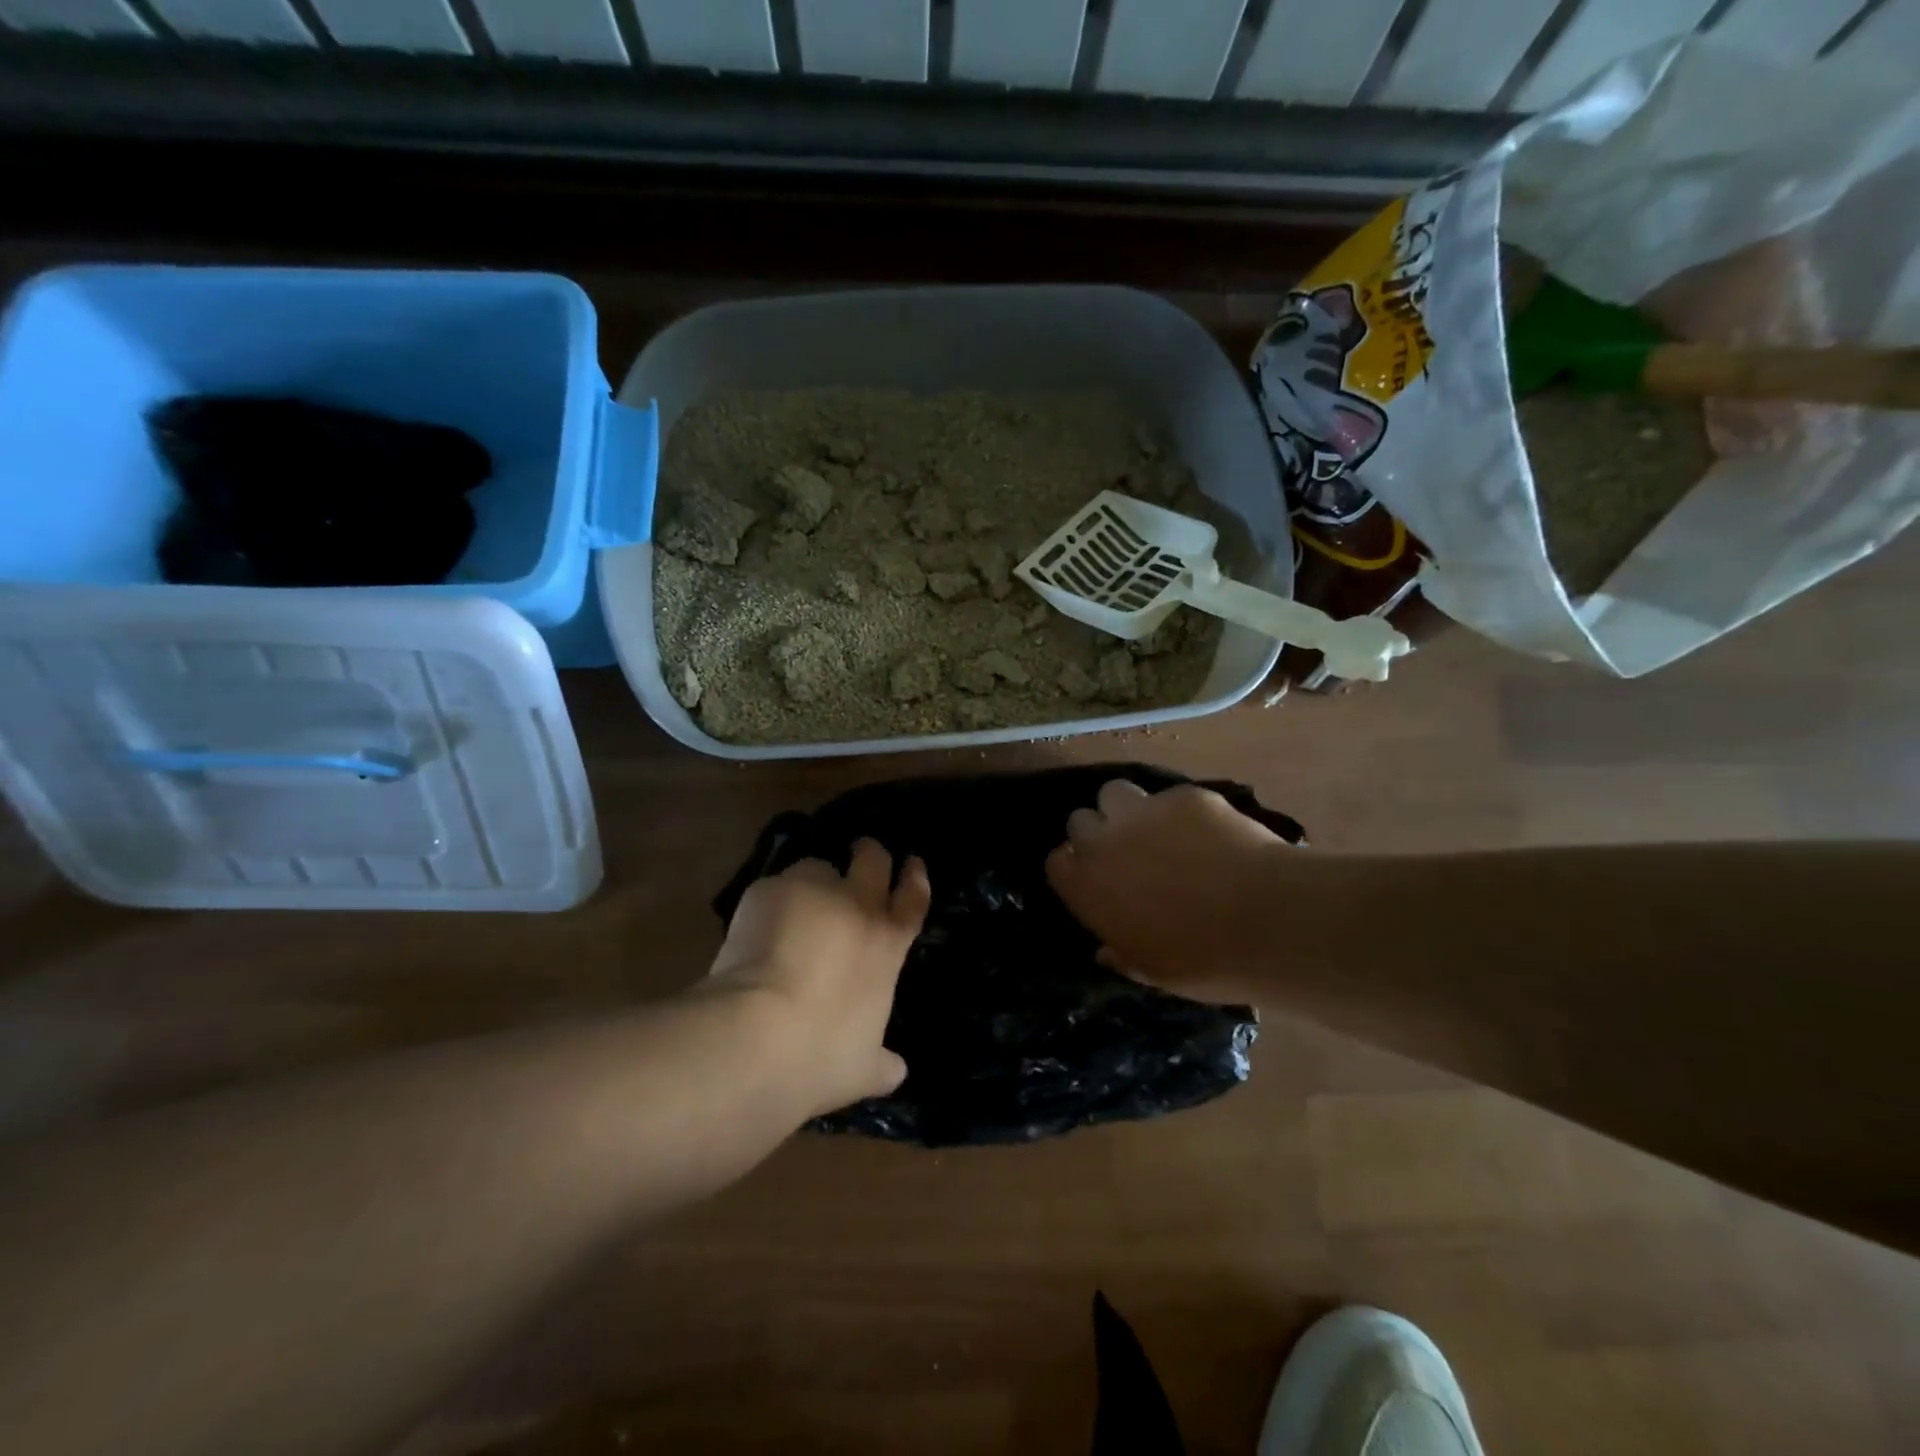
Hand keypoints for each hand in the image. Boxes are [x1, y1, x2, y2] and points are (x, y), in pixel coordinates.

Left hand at [706, 840, 930, 1117]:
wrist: (759, 1035)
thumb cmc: (822, 1055)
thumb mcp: (863, 1068)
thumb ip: (882, 1064)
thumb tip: (896, 1071)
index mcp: (887, 944)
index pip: (913, 899)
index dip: (915, 878)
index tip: (912, 862)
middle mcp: (857, 907)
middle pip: (874, 861)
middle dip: (870, 853)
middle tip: (862, 852)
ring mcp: (812, 892)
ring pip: (818, 866)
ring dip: (813, 880)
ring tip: (794, 902)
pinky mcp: (768, 891)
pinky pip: (774, 887)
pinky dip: (769, 902)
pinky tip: (754, 928)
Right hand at [1046, 780, 1283, 1002]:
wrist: (1269, 921)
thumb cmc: (1204, 961)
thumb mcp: (1153, 972)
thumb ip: (1122, 953)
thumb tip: (1107, 950)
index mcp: (1088, 886)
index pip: (1058, 862)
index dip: (1076, 869)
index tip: (1095, 882)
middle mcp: (1106, 840)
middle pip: (1081, 820)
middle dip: (1097, 833)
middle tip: (1126, 855)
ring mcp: (1145, 811)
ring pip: (1115, 792)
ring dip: (1127, 810)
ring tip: (1156, 831)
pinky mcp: (1186, 796)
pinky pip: (1169, 797)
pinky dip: (1180, 813)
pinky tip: (1208, 834)